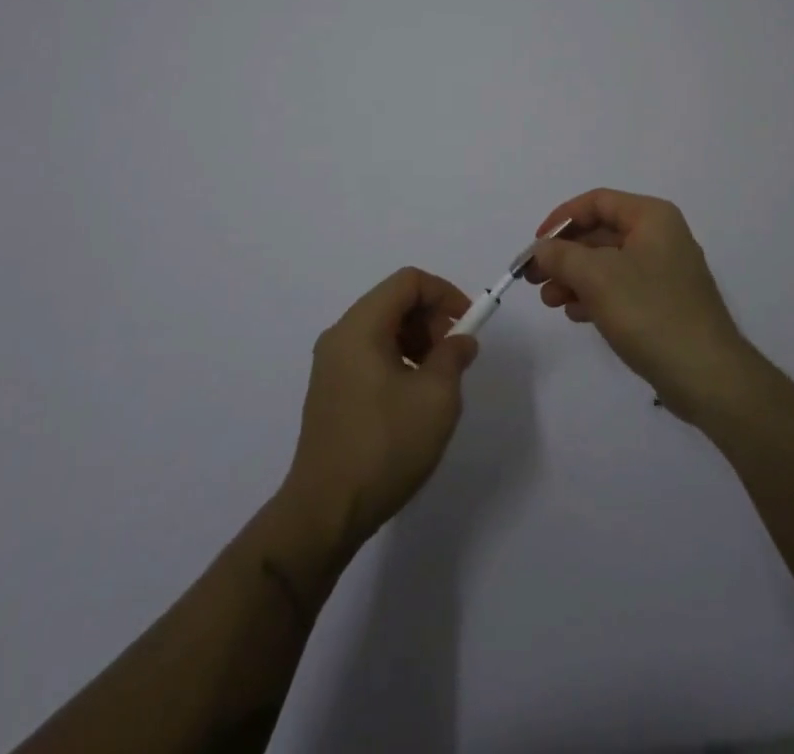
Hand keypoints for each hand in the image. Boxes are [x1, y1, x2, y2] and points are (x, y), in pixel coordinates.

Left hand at [280, 268, 478, 551]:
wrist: (325, 512)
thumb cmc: (384, 446)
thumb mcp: (436, 398)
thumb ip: (453, 356)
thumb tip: (460, 340)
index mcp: (360, 326)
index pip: (407, 282)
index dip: (444, 293)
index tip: (468, 324)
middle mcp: (340, 335)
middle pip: (393, 302)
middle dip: (431, 319)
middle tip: (454, 356)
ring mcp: (331, 364)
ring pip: (382, 329)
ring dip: (416, 341)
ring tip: (437, 381)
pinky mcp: (330, 390)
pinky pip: (369, 354)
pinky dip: (398, 360)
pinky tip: (412, 398)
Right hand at [524, 188, 753, 419]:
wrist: (707, 376)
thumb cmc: (650, 312)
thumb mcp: (596, 276)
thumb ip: (561, 255)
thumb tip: (541, 249)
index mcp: (652, 217)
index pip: (596, 202)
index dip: (561, 219)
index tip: (536, 245)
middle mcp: (661, 237)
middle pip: (600, 233)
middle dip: (564, 254)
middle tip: (533, 278)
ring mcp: (665, 272)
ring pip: (607, 263)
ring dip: (574, 278)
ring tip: (549, 301)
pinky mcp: (664, 304)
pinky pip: (621, 288)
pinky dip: (595, 296)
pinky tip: (575, 315)